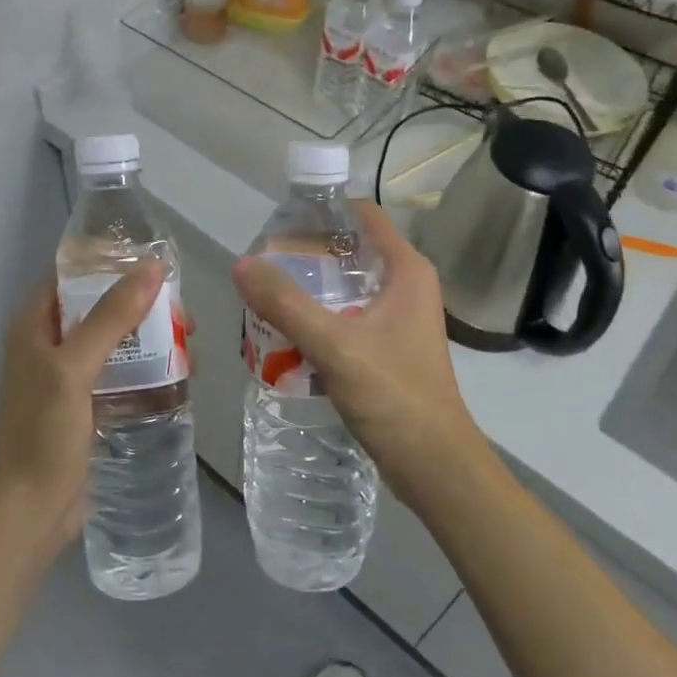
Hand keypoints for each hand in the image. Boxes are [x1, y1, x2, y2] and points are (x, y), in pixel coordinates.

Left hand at [0, 261, 166, 555]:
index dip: (109, 261)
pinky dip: (145, 370)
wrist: (25, 513)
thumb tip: (152, 267)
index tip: (154, 261)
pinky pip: (119, 375)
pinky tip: (178, 376)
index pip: (72, 274)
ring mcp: (66, 378)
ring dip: (148, 338)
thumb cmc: (41, 433)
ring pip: (113, 342)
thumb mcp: (74, 368)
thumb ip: (112, 316)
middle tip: (182, 311)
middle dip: (140, 303)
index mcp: (34, 324)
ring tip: (188, 343)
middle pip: (98, 306)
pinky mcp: (84, 408)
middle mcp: (48, 344)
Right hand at [231, 201, 485, 500]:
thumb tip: (241, 264)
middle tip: (263, 264)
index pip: (362, 216)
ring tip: (267, 294)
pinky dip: (320, 317)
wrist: (434, 465)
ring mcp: (399, 318)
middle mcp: (407, 286)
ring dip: (311, 289)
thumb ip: (286, 304)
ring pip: (347, 287)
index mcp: (406, 270)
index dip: (323, 212)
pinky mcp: (390, 347)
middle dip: (307, 255)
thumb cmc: (394, 395)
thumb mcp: (334, 345)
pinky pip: (348, 317)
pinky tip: (288, 332)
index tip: (280, 222)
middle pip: (350, 251)